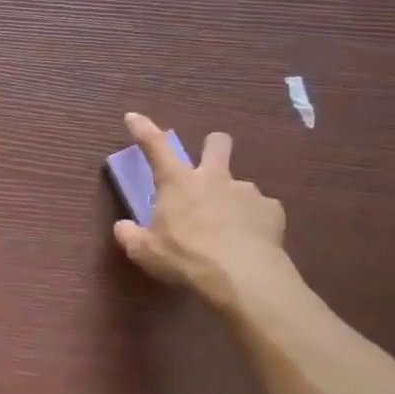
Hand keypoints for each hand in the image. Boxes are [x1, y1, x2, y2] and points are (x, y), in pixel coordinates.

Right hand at [112, 112, 290, 311]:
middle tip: (208, 164)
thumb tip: (122, 227)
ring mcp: (247, 192)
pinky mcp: (272, 211)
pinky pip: (261, 210)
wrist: (243, 276)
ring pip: (240, 184)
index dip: (143, 129)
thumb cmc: (186, 258)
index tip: (133, 117)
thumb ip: (130, 236)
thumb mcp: (145, 252)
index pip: (155, 146)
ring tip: (229, 228)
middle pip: (217, 144)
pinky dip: (255, 221)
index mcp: (178, 182)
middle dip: (213, 146)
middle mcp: (214, 178)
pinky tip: (251, 240)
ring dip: (232, 198)